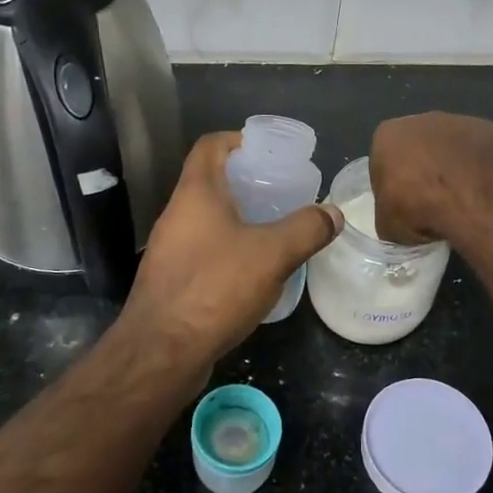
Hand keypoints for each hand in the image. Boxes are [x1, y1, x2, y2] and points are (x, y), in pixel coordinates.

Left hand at [121, 131, 343, 366]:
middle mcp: (177, 215)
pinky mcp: (171, 281)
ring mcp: (170, 249)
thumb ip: (306, 229)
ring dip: (239, 220)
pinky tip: (255, 273)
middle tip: (283, 194)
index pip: (211, 146)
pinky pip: (204, 252)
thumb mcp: (272, 254)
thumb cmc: (214, 289)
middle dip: (247, 183)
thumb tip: (332, 213)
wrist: (160, 353)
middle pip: (211, 182)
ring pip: (208, 220)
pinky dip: (229, 251)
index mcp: (195, 193)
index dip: (239, 140)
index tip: (269, 153)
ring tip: (276, 231)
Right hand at [369, 112, 492, 244]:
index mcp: (388, 135)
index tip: (402, 208)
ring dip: (456, 170)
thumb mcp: (387, 226)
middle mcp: (424, 120)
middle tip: (432, 205)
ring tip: (464, 204)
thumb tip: (400, 222)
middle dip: (425, 171)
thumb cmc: (418, 206)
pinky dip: (486, 172)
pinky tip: (488, 196)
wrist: (475, 196)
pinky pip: (487, 155)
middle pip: (420, 148)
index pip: (383, 162)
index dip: (392, 186)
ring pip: (455, 149)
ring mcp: (465, 122)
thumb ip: (389, 216)